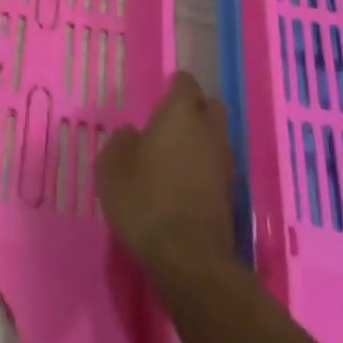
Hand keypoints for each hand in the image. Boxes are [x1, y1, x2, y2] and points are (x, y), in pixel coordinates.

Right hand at [96, 71, 235, 280]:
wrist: (188, 260)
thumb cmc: (145, 200)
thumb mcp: (112, 167)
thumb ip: (121, 142)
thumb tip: (132, 135)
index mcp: (181, 113)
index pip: (185, 83)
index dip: (173, 87)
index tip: (159, 97)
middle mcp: (209, 131)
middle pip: (210, 108)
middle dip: (194, 110)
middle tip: (169, 125)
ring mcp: (225, 164)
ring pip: (216, 139)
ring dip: (200, 142)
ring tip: (174, 158)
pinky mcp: (231, 196)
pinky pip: (217, 168)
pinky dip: (204, 170)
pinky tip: (183, 185)